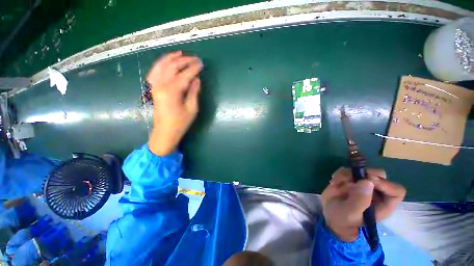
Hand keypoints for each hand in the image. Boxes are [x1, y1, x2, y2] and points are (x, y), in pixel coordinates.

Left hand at [147, 51, 202, 155]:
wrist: (165, 132)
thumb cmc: (181, 122)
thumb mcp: (192, 108)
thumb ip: (193, 91)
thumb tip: (196, 79)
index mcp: (172, 91)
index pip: (185, 74)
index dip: (194, 68)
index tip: (201, 63)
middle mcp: (161, 85)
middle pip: (173, 67)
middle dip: (185, 60)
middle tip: (195, 58)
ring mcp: (154, 85)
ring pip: (162, 65)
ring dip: (171, 58)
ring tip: (180, 53)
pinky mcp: (153, 88)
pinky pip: (155, 71)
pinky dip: (161, 64)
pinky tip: (166, 61)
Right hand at [321, 167, 405, 240]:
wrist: (330, 216)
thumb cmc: (343, 220)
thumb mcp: (350, 214)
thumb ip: (359, 201)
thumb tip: (368, 182)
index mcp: (383, 204)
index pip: (396, 191)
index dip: (385, 184)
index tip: (367, 181)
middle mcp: (375, 192)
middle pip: (379, 175)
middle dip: (363, 174)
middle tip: (349, 179)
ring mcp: (362, 184)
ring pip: (361, 170)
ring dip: (346, 174)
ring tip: (336, 183)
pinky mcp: (350, 179)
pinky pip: (347, 170)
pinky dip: (339, 174)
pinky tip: (333, 182)